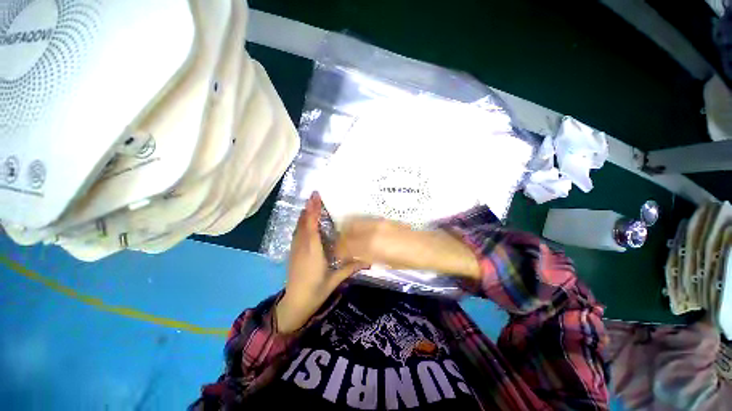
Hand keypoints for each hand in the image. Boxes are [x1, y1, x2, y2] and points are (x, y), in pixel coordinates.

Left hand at [275, 192, 367, 332]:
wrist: (295, 304)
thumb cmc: (316, 291)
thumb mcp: (335, 279)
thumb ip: (351, 267)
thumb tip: (368, 260)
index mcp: (312, 251)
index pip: (311, 226)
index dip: (313, 210)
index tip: (315, 197)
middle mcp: (302, 246)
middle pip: (303, 223)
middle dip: (309, 208)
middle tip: (314, 195)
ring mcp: (295, 249)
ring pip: (298, 227)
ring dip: (304, 214)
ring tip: (310, 203)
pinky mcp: (293, 252)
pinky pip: (296, 233)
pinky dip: (300, 223)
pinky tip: (304, 220)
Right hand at [334, 217, 480, 279]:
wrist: (434, 246)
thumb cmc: (413, 262)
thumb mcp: (389, 264)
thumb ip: (368, 257)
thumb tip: (354, 256)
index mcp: (373, 245)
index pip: (346, 245)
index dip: (339, 252)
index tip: (338, 256)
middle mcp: (373, 229)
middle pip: (348, 229)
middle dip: (342, 239)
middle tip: (343, 248)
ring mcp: (380, 221)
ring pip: (355, 222)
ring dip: (350, 231)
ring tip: (352, 240)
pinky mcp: (386, 217)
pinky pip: (366, 220)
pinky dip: (360, 226)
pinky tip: (364, 234)